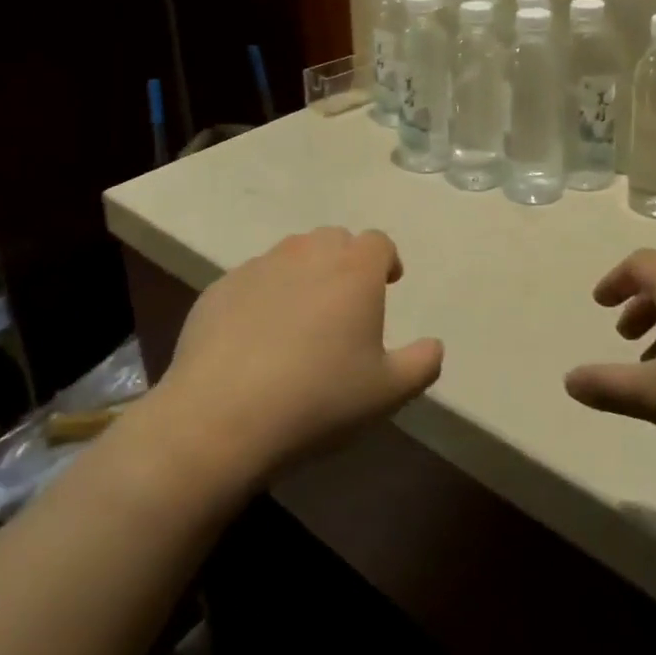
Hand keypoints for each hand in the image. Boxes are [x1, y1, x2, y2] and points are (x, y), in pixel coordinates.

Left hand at [152, 228, 442, 484]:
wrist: (223, 415)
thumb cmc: (319, 398)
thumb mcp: (387, 392)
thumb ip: (422, 363)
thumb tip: (434, 345)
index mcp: (353, 270)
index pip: (378, 242)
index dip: (386, 260)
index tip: (387, 285)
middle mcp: (307, 254)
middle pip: (334, 239)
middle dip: (345, 261)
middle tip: (346, 302)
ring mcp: (259, 266)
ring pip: (291, 254)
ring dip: (304, 273)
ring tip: (301, 317)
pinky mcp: (221, 287)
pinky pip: (252, 279)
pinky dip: (263, 295)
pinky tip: (256, 337)